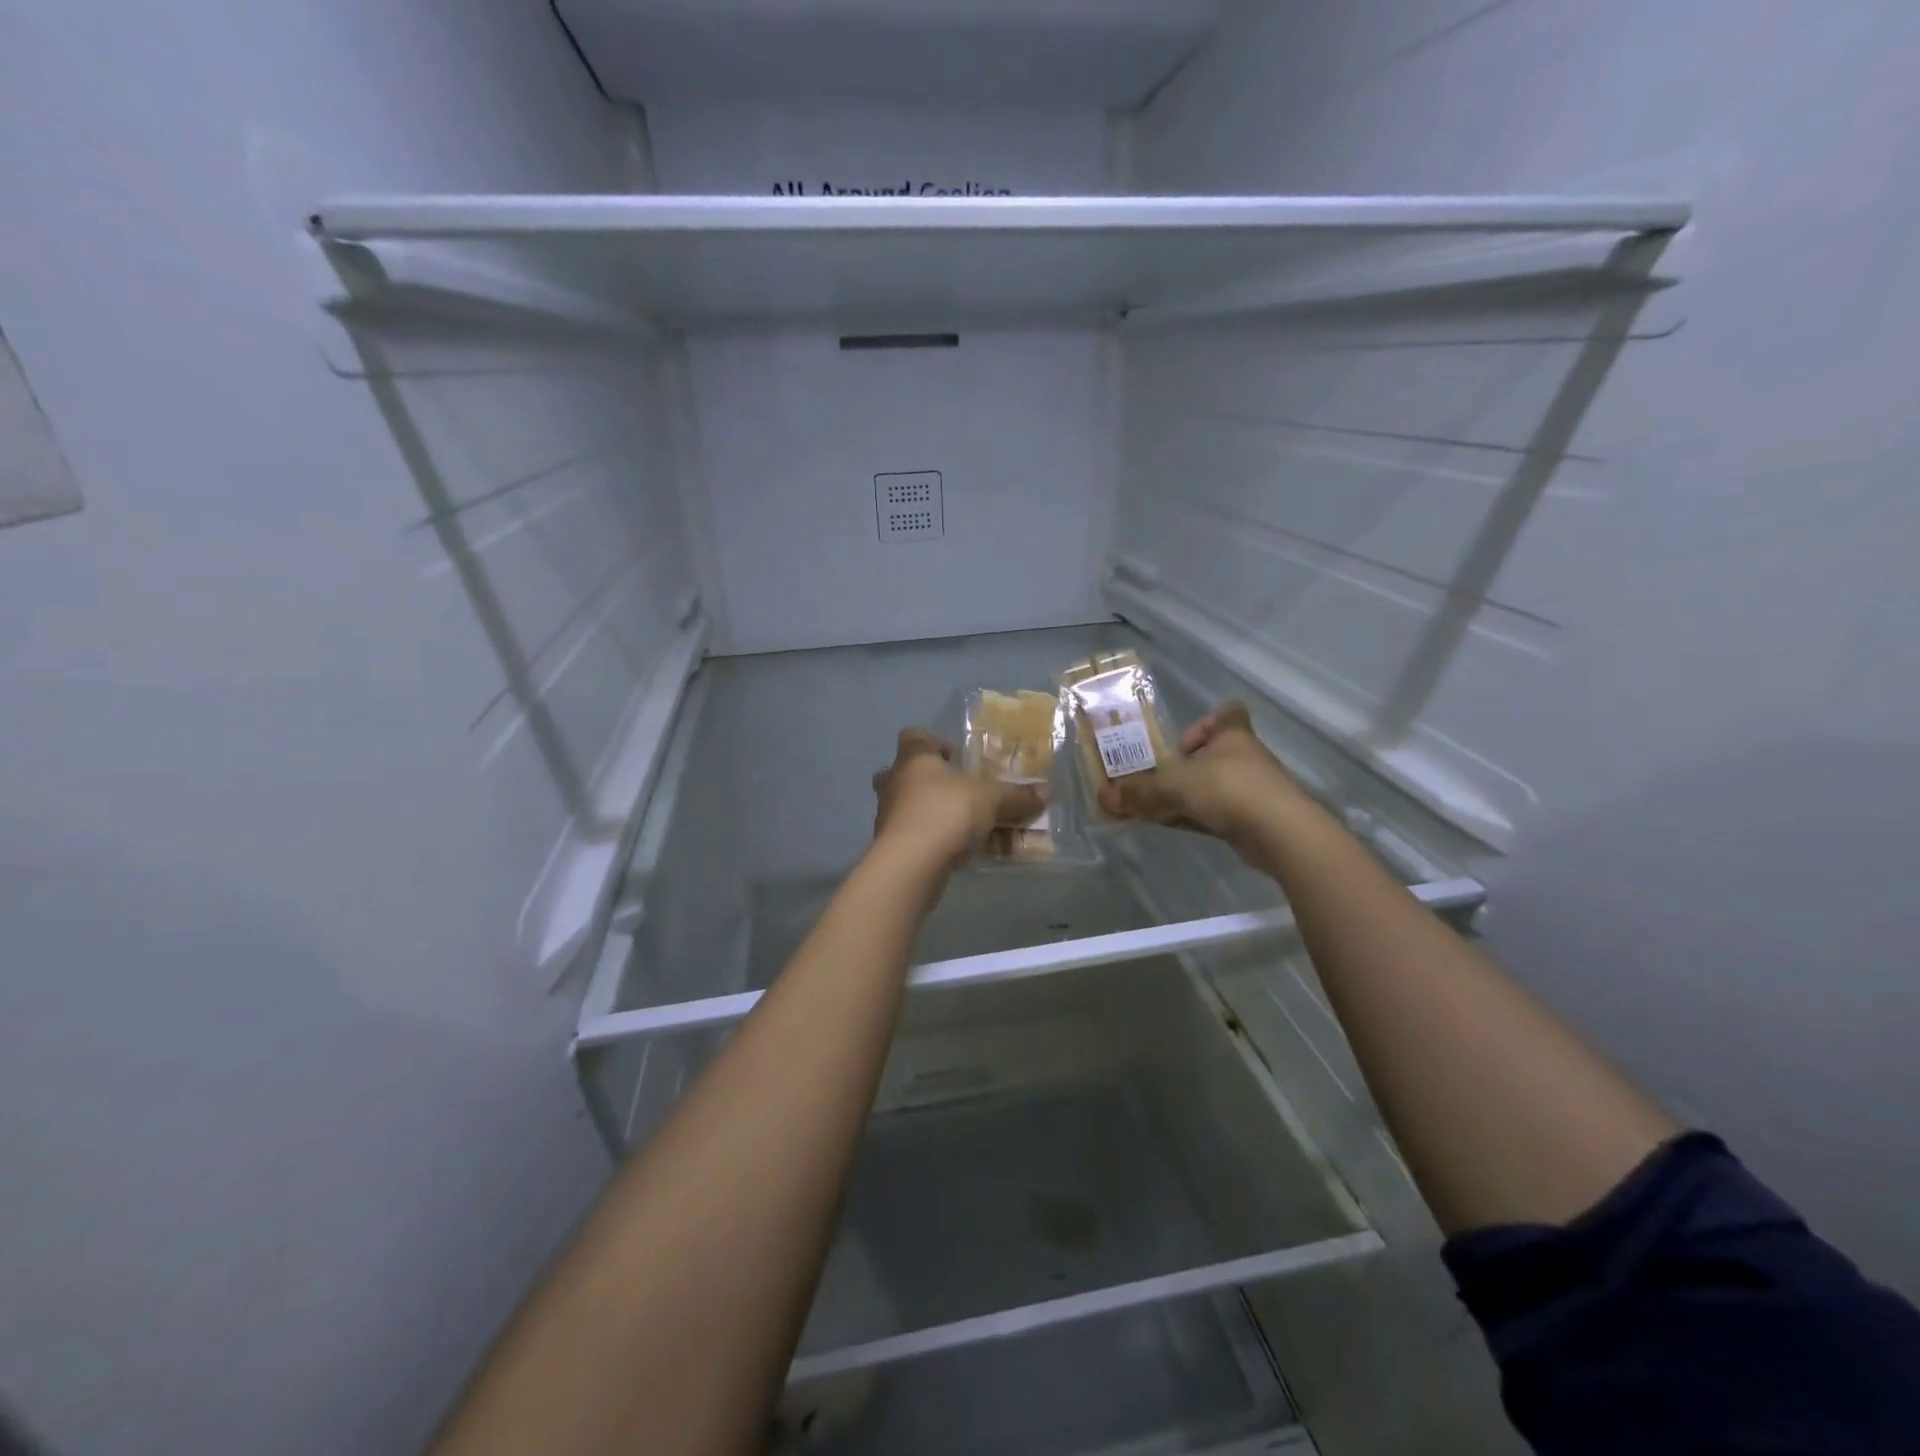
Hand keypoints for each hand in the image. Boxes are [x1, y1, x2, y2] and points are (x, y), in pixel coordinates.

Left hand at [871, 729, 1048, 867]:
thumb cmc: (946, 813)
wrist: (910, 865)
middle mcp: (894, 781)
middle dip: (930, 780)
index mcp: (915, 758)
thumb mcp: (991, 800)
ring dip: (931, 812)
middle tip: (957, 790)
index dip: (935, 742)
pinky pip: (913, 834)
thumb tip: (1047, 792)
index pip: (915, 735)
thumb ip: (1017, 796)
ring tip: (964, 825)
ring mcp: (886, 814)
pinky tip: (956, 851)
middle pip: (907, 771)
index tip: (957, 757)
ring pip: (908, 805)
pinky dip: (931, 839)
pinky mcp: (890, 845)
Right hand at [1095, 702, 1306, 858]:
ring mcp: (1253, 790)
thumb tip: (1102, 795)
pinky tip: (1175, 826)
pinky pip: (1219, 813)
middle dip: (1186, 767)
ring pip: (1215, 786)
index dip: (1205, 723)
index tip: (1182, 743)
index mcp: (1232, 735)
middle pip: (1215, 753)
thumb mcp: (1174, 786)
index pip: (1228, 713)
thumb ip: (1139, 791)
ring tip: (1160, 807)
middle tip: (1159, 780)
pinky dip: (1197, 817)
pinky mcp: (1254, 819)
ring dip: (1190, 795)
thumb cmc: (1228, 790)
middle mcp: (1245, 758)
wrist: (1280, 833)